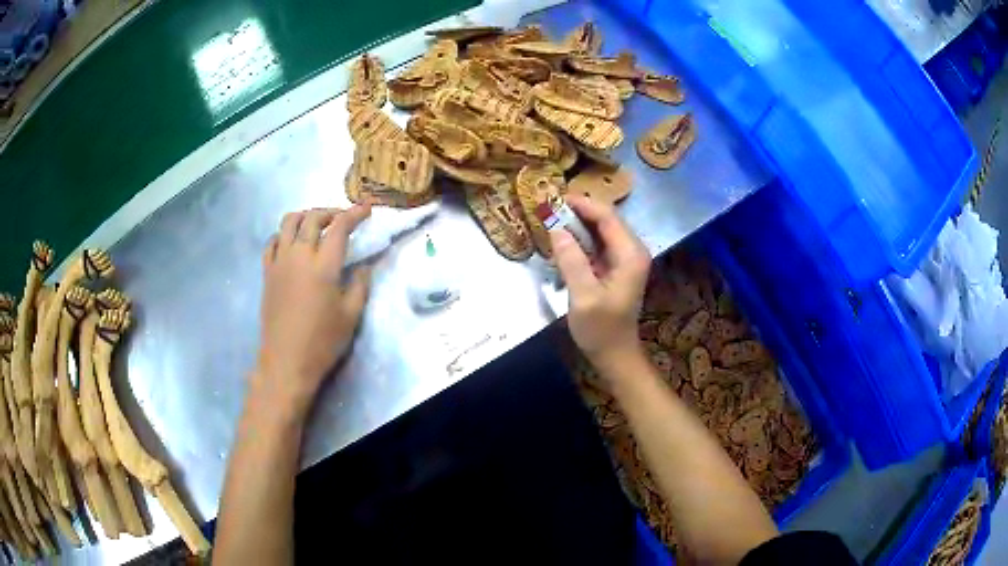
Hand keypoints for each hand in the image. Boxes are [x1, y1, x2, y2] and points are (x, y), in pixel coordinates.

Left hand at [253, 205, 371, 416]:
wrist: (286, 362)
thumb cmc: (322, 342)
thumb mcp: (351, 316)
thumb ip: (360, 286)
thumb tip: (364, 267)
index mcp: (323, 266)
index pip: (339, 227)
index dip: (354, 214)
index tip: (366, 209)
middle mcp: (299, 256)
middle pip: (312, 218)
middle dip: (330, 211)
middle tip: (343, 218)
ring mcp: (279, 263)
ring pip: (287, 223)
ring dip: (305, 216)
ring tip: (316, 224)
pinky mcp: (267, 273)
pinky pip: (271, 242)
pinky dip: (283, 234)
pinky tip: (291, 243)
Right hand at [550, 195, 650, 373]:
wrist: (615, 355)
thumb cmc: (601, 329)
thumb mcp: (583, 296)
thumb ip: (571, 260)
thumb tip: (556, 228)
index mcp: (630, 254)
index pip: (607, 216)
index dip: (582, 204)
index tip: (554, 199)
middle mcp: (632, 251)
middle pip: (606, 219)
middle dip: (578, 212)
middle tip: (548, 209)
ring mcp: (626, 259)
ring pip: (601, 230)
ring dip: (578, 224)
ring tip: (551, 221)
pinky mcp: (617, 267)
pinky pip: (599, 244)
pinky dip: (581, 239)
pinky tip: (563, 241)